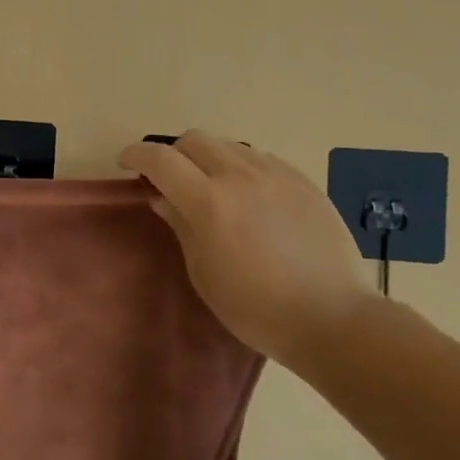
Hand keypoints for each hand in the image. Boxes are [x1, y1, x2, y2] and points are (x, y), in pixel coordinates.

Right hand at [118, 130, 376, 365]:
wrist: (334, 319)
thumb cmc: (256, 308)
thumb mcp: (203, 273)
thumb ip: (180, 226)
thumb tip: (161, 197)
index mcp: (209, 202)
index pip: (160, 159)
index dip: (136, 155)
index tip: (126, 163)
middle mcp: (241, 176)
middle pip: (194, 140)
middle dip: (174, 153)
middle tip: (171, 180)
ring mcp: (277, 175)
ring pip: (229, 145)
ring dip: (209, 158)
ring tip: (213, 187)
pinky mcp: (303, 182)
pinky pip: (261, 159)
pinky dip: (242, 168)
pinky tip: (250, 196)